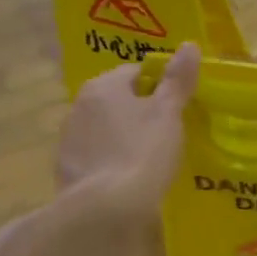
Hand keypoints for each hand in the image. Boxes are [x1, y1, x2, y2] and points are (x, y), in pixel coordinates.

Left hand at [57, 44, 199, 227]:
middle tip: (169, 132)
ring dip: (124, 137)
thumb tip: (190, 45)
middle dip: (140, 112)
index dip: (160, 86)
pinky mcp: (66, 171)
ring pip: (105, 130)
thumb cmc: (142, 152)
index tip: (178, 106)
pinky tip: (129, 179)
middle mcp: (79, 107)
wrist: (104, 211)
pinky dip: (112, 162)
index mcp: (103, 87)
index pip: (135, 72)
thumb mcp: (168, 114)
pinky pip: (96, 157)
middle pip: (118, 101)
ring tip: (150, 159)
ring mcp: (69, 141)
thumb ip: (177, 80)